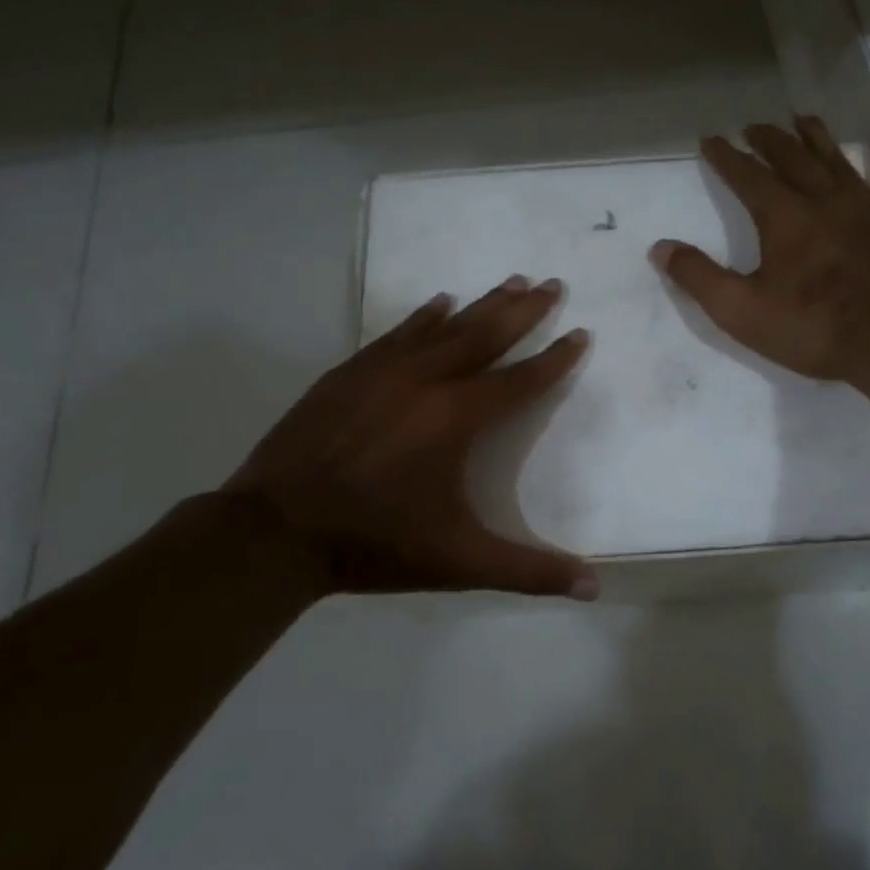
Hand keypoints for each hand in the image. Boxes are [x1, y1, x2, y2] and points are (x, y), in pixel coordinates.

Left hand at [222, 277, 597, 598]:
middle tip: (552, 283)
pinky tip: (439, 302)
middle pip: (485, 335)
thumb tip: (595, 588)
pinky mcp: (348, 374)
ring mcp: (382, 372)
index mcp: (456, 419)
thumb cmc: (375, 542)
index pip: (520, 380)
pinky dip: (423, 316)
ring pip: (444, 327)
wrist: (275, 531)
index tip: (580, 333)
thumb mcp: (460, 563)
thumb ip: (529, 571)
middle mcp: (425, 381)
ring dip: (481, 304)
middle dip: (524, 310)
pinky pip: (397, 333)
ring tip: (511, 280)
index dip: (555, 358)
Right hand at [651, 117, 869, 390]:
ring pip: (836, 158)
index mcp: (783, 217)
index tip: (711, 139)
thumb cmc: (814, 328)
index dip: (726, 156)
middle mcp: (823, 198)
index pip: (747, 176)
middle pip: (791, 157)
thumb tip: (660, 248)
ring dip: (816, 136)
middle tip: (753, 125)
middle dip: (768, 139)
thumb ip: (698, 277)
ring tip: (801, 119)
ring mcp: (866, 205)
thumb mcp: (741, 312)